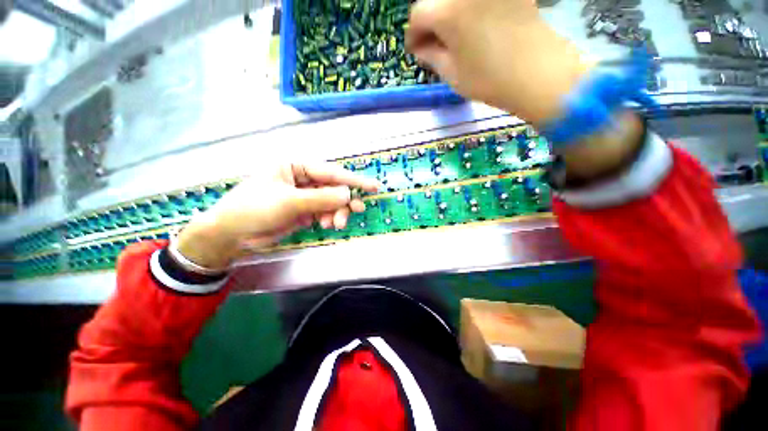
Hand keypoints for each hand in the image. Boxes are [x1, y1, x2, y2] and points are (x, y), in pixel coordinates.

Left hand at [176, 163, 380, 270]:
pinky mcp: (304, 211)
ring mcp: (304, 196)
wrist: (232, 235)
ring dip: (337, 212)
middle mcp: (302, 179)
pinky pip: (324, 212)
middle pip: (333, 188)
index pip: (330, 172)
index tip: (373, 186)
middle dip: (345, 200)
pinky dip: (329, 218)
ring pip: (331, 202)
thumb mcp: (289, 201)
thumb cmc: (254, 209)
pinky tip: (327, 225)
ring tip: (337, 224)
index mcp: (295, 167)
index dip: (353, 180)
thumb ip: (321, 198)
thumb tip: (348, 194)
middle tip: (358, 210)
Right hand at [407, 0, 592, 125]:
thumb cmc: (489, 80)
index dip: (413, 34)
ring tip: (451, 36)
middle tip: (432, 42)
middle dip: (430, 21)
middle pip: (436, 0)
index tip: (415, 49)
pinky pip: (477, 0)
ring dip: (447, 13)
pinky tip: (471, 26)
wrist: (537, 73)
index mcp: (448, 11)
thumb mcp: (452, 74)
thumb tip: (421, 47)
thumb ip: (432, 56)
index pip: (418, 14)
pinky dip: (468, 9)